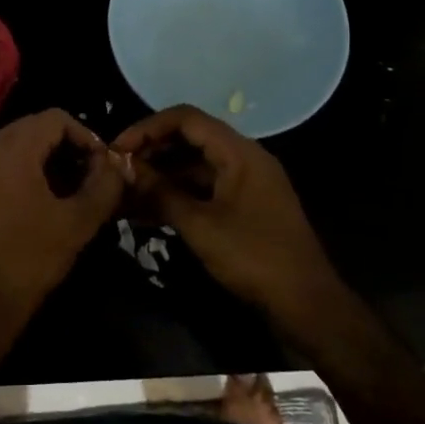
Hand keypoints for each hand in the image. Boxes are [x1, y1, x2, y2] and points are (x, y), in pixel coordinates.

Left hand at [0, 110, 125, 372]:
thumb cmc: (29, 260)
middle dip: (62, 147)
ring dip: (39, 161)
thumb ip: (104, 185)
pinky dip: (15, 176)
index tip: (100, 164)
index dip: (84, 134)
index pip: (54, 117)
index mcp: (12, 150)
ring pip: (9, 150)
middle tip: (85, 177)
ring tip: (61, 194)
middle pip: (30, 129)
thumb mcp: (77, 223)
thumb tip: (118, 163)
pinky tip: (29, 209)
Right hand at [112, 105, 341, 325]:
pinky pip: (204, 188)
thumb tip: (124, 167)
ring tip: (126, 195)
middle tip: (118, 172)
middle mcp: (244, 158)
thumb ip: (160, 192)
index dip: (147, 128)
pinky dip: (177, 195)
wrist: (307, 305)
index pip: (186, 118)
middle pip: (189, 139)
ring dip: (161, 177)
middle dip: (151, 152)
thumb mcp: (200, 226)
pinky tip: (148, 215)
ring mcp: (246, 182)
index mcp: (239, 152)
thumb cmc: (254, 258)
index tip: (117, 149)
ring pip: (194, 166)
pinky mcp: (244, 206)